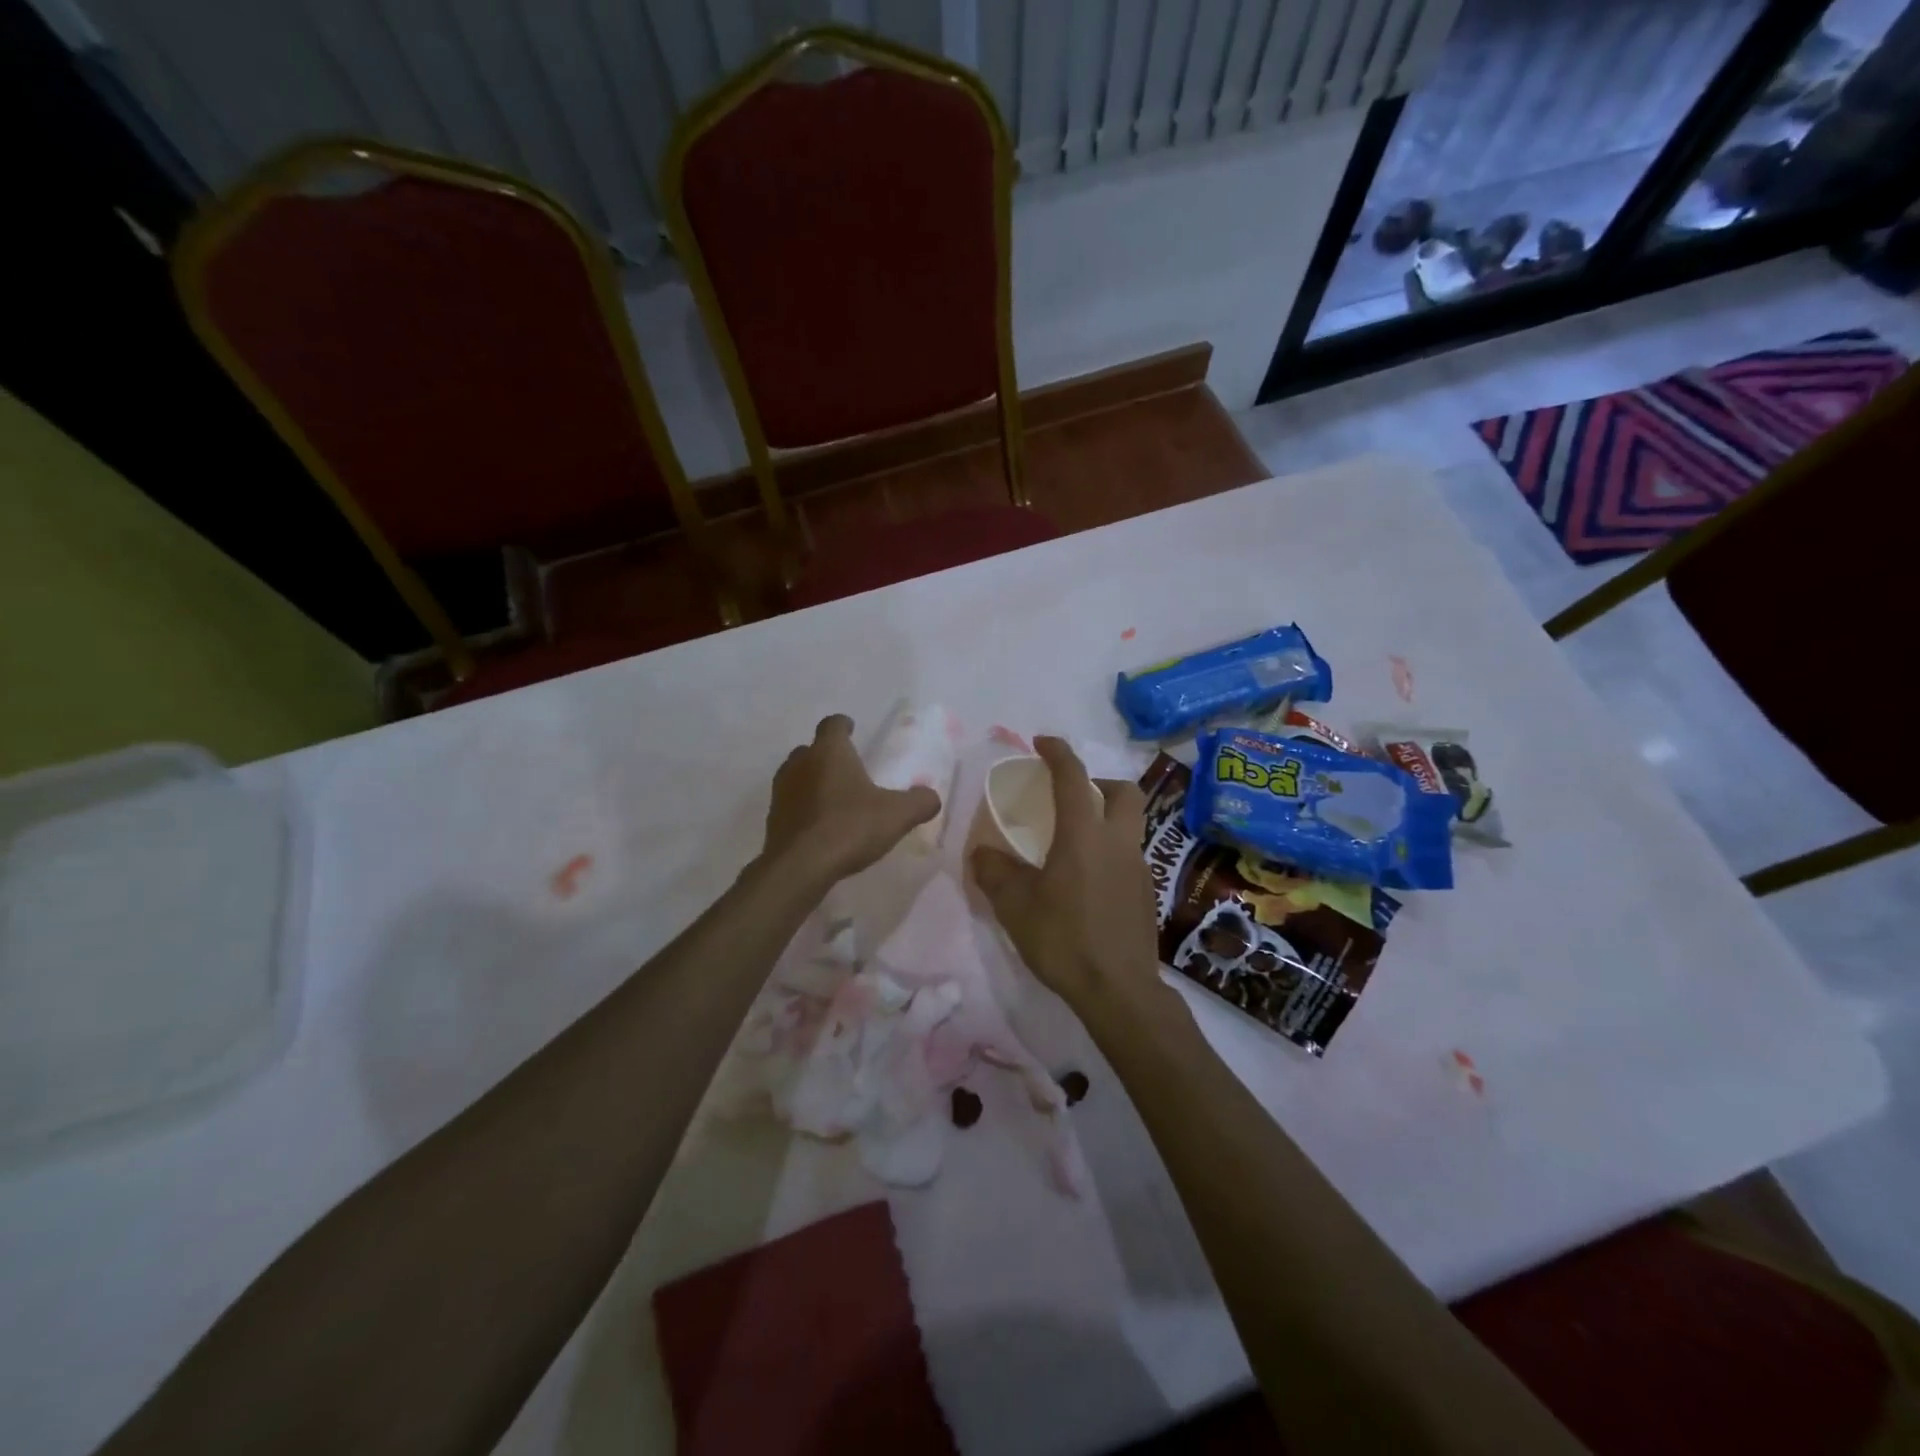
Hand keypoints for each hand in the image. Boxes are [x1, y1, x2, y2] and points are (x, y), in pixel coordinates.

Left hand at [761, 714, 939, 885]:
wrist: (800, 866)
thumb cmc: (850, 827)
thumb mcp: (898, 815)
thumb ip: (920, 802)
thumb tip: (931, 797)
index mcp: (829, 752)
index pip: (833, 724)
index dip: (843, 725)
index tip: (852, 729)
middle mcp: (800, 763)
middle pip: (811, 750)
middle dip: (827, 756)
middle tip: (848, 770)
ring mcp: (782, 791)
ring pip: (797, 776)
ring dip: (812, 782)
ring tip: (834, 799)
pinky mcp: (773, 819)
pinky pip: (791, 805)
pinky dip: (804, 809)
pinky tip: (819, 827)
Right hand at [971, 737, 1162, 1014]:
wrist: (1119, 991)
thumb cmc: (1064, 940)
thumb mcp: (1015, 906)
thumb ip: (995, 872)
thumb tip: (981, 853)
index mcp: (1085, 834)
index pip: (1074, 777)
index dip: (1058, 752)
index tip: (1042, 742)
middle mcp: (1118, 842)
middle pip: (1123, 792)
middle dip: (1098, 781)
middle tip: (1071, 794)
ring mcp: (1138, 868)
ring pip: (1129, 825)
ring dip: (1105, 818)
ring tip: (1073, 842)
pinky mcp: (1146, 894)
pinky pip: (1128, 856)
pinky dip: (1109, 851)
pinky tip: (1086, 881)